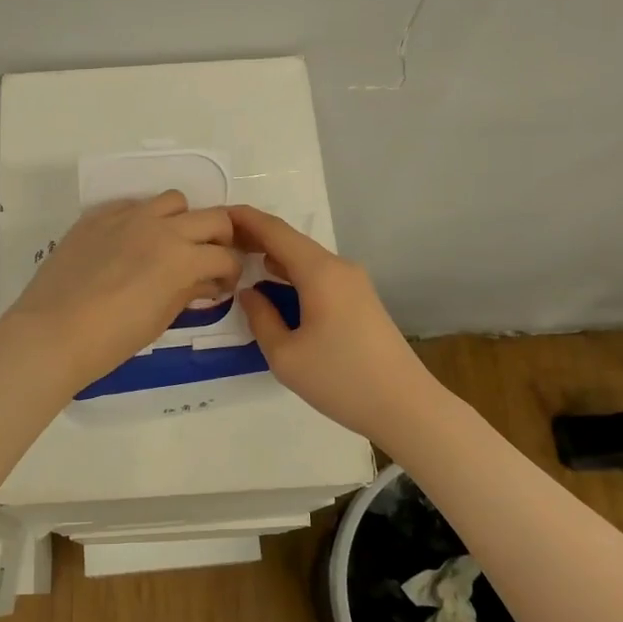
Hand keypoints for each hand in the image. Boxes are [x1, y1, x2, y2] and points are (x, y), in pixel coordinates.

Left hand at [0, 191, 241, 394]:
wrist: (53, 332)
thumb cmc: (112, 339)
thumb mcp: (161, 319)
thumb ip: (188, 291)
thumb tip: (205, 281)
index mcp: (183, 258)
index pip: (226, 256)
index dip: (230, 272)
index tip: (221, 285)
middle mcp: (162, 228)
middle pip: (213, 217)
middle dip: (220, 239)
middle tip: (208, 260)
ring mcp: (128, 217)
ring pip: (173, 201)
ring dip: (181, 220)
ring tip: (168, 245)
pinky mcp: (98, 216)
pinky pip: (132, 205)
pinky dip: (142, 219)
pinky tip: (129, 244)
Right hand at [231, 206, 444, 437]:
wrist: (406, 407)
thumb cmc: (340, 380)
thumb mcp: (285, 356)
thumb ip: (260, 319)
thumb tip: (249, 293)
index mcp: (319, 272)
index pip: (275, 231)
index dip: (245, 219)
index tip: (216, 214)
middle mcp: (339, 267)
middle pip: (292, 241)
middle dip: (256, 237)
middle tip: (220, 241)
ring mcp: (354, 283)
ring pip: (306, 258)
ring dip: (275, 256)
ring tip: (240, 259)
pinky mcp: (360, 300)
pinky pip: (319, 275)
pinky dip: (292, 273)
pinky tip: (276, 285)